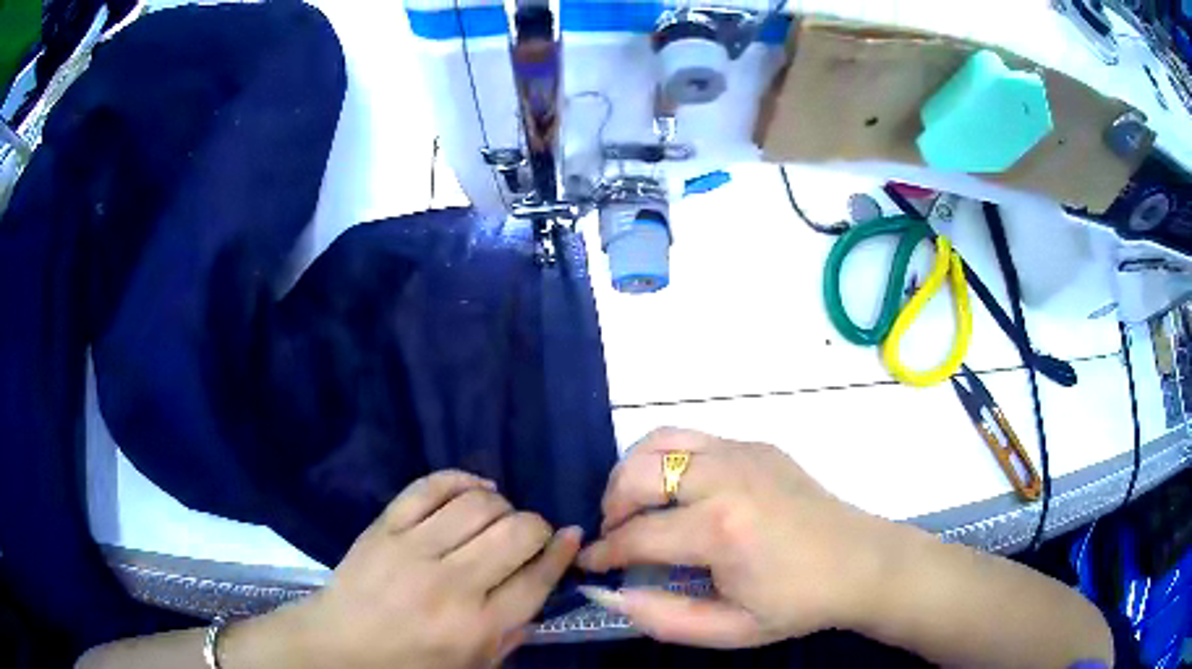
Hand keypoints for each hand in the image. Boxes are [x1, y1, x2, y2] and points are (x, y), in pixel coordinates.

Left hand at [235, 471, 581, 668]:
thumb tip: (542, 581)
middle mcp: (452, 584)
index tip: (572, 536)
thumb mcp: (473, 665)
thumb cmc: (410, 664)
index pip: (537, 578)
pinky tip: (476, 488)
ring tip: (500, 516)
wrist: (340, 646)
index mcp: (477, 626)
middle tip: (533, 534)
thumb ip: (513, 631)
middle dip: (537, 526)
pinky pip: (431, 486)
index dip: (562, 552)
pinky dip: (462, 479)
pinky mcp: (385, 526)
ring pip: (479, 504)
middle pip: (516, 533)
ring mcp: (414, 549)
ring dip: (502, 505)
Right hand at [577, 428, 899, 647]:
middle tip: (615, 535)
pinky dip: (666, 459)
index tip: (589, 563)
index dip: (604, 552)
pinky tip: (678, 491)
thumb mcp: (731, 629)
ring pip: (659, 441)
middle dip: (611, 505)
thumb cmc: (798, 603)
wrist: (862, 562)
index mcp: (722, 530)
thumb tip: (609, 594)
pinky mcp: (756, 444)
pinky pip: (692, 438)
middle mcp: (727, 478)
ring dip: (633, 471)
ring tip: (636, 505)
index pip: (637, 535)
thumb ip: (663, 617)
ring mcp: (743, 452)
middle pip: (638, 473)